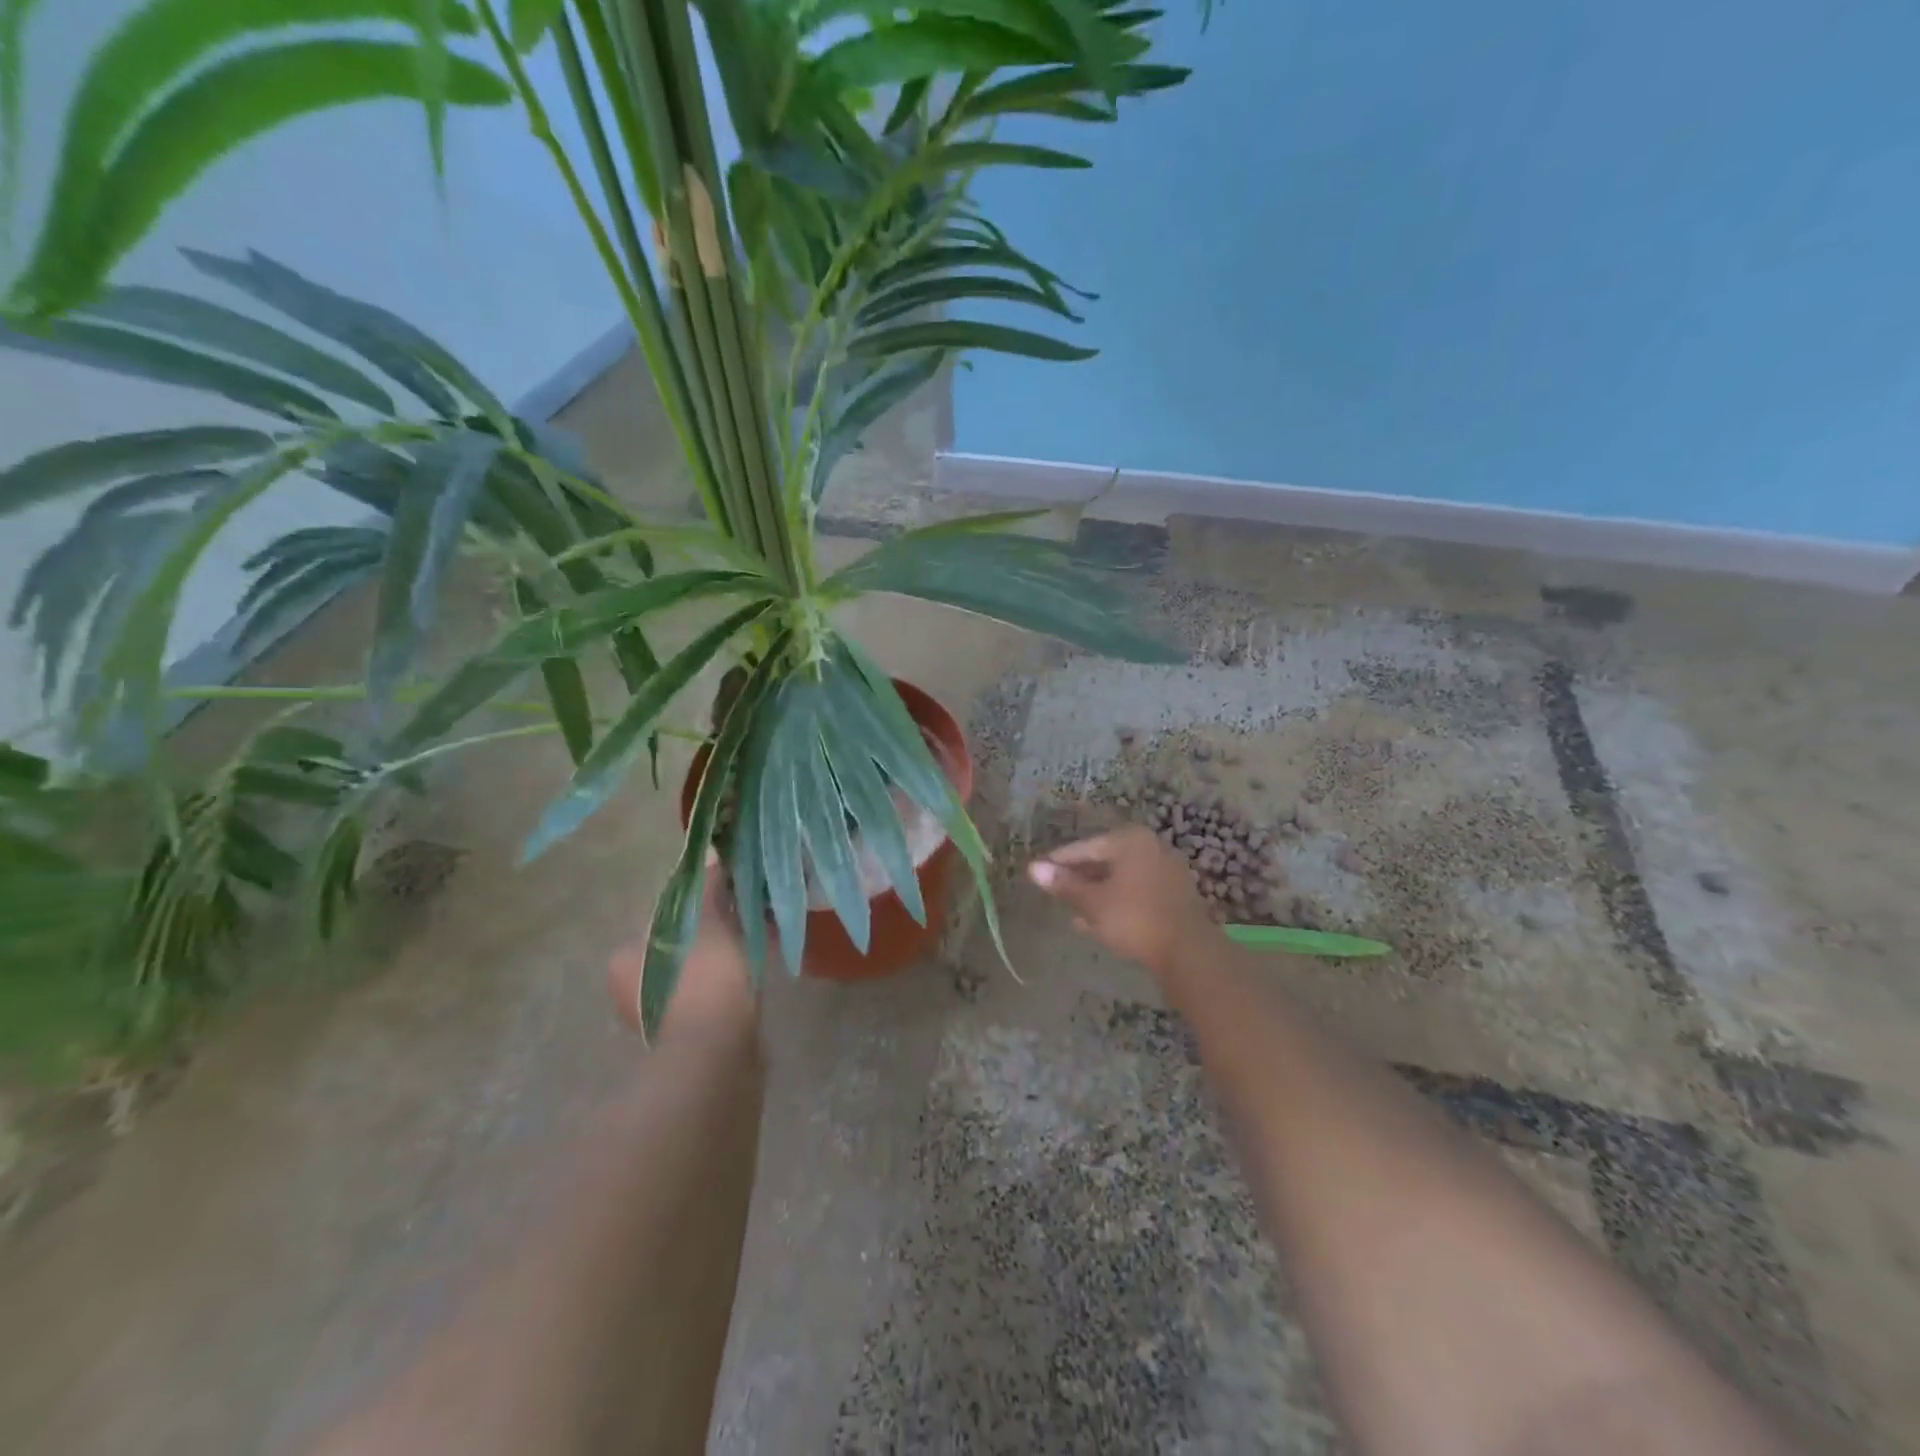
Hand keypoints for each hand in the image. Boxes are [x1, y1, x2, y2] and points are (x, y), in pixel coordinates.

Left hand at [608, 856, 757, 1040]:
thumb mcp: (711, 925)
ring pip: (692, 971)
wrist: (716, 1056)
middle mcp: (630, 991)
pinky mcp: (684, 1037)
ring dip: (718, 959)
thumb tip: (710, 851)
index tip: (724, 902)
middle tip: (741, 921)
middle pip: (676, 946)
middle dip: (708, 933)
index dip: (695, 907)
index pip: (660, 919)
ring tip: (753, 945)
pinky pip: (705, 995)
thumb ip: (709, 889)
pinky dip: (723, 983)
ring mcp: (656, 1018)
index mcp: (625, 960)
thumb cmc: (705, 981)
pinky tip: (749, 977)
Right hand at [1027, 826, 1217, 975]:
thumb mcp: (1092, 902)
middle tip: (1054, 891)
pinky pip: (1136, 892)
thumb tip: (1032, 869)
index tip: (1037, 872)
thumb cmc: (1134, 918)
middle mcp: (1150, 847)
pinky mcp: (1174, 895)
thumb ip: (1064, 884)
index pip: (1085, 847)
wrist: (1188, 951)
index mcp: (1130, 840)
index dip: (1059, 861)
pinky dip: (1116, 902)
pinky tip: (1097, 922)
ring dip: (1096, 893)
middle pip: (1104, 860)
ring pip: (1120, 878)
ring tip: (1071, 911)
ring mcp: (1166, 870)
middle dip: (1079, 878)